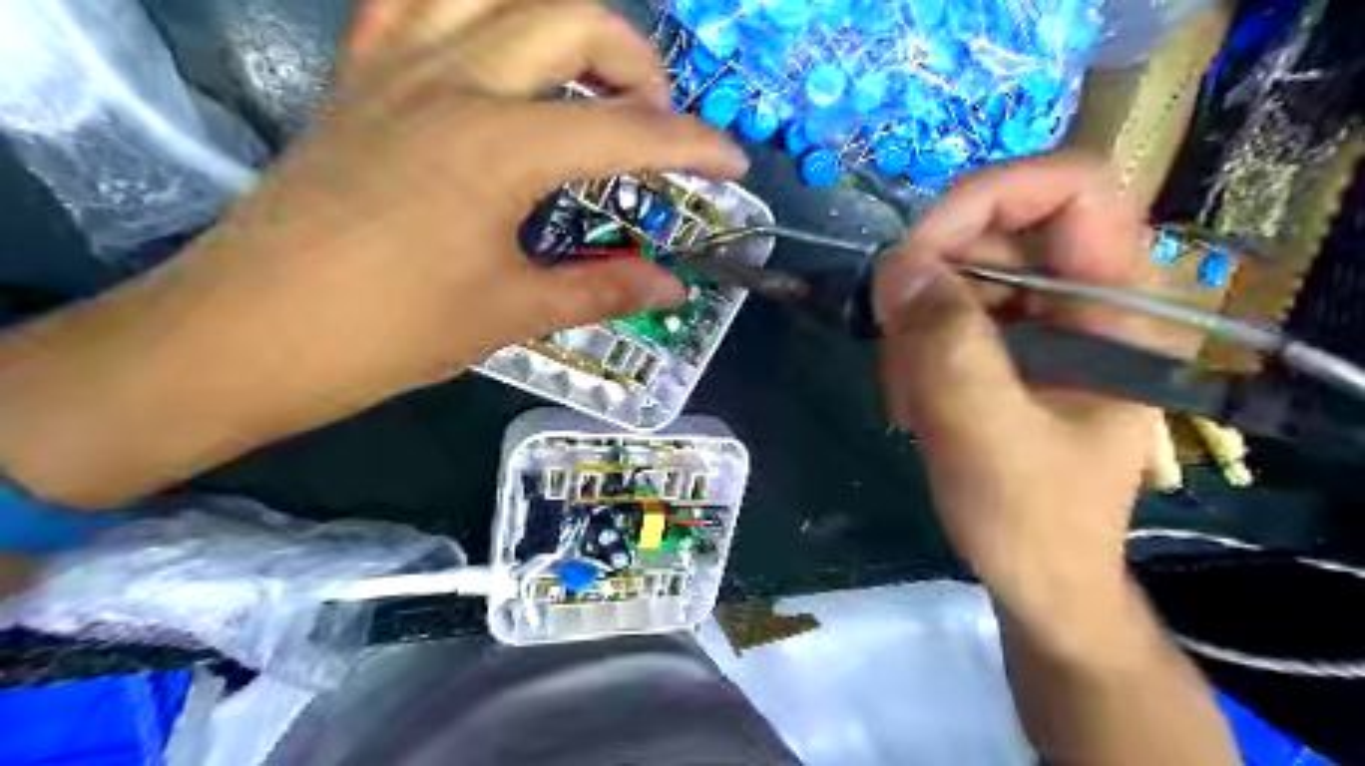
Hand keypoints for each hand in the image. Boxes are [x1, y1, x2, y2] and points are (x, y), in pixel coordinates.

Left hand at [183, 0, 745, 405]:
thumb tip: (672, 286)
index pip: (626, 129)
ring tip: (585, 73)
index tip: (733, 164)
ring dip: (560, 20)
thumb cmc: (390, 331)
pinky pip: (415, 2)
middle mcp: (453, 82)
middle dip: (636, 61)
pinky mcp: (357, 78)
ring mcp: (396, 67)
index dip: (694, 145)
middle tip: (656, 118)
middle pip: (570, 18)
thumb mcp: (511, 313)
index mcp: (499, 146)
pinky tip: (492, 48)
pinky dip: (469, 9)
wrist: (251, 333)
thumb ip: (602, 288)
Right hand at [881, 151, 1155, 633]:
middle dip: (931, 282)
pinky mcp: (1002, 347)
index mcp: (1118, 309)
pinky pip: (942, 313)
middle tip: (894, 343)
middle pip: (997, 231)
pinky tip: (913, 401)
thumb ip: (947, 349)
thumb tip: (895, 265)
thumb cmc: (1033, 521)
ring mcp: (1038, 322)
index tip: (917, 252)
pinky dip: (911, 348)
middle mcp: (1082, 300)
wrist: (1037, 577)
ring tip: (910, 397)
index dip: (992, 195)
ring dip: (914, 327)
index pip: (1074, 189)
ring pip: (957, 274)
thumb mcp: (987, 437)